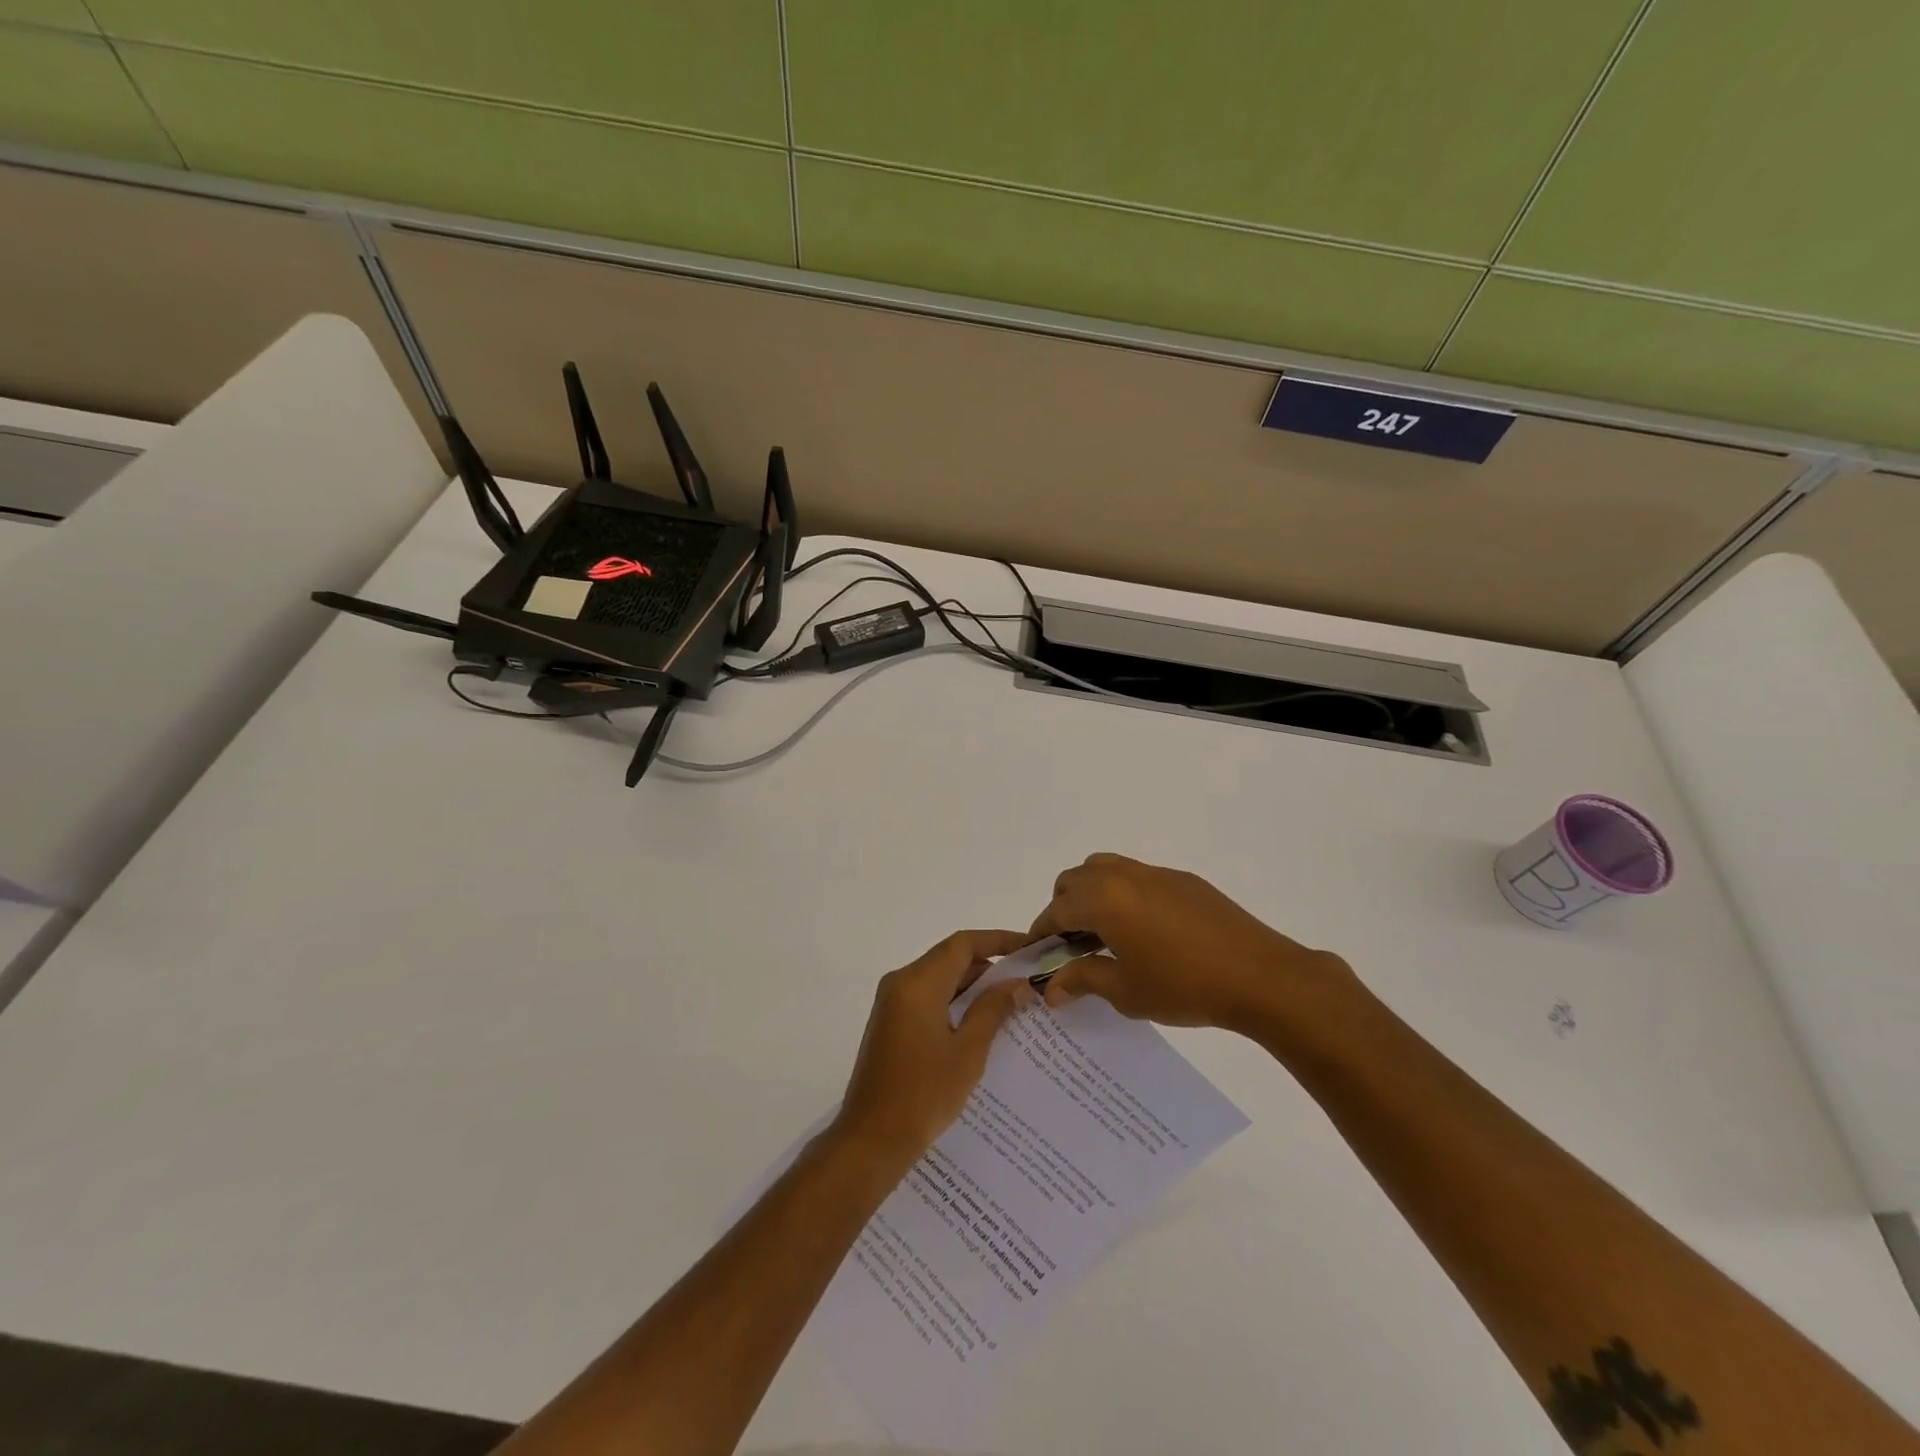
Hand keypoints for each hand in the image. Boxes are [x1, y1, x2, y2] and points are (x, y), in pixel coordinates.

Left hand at [832, 930, 1037, 1164]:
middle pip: (949, 959)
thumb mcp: (968, 1052)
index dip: (998, 940)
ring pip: (939, 978)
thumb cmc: (923, 1095)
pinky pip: (927, 997)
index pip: (962, 944)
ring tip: (1011, 1000)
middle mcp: (900, 983)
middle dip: (988, 965)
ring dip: (972, 985)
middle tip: (1026, 979)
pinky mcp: (890, 1022)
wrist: (871, 1140)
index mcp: (918, 983)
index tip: (1028, 948)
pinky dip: (954, 1001)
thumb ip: (992, 1010)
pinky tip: (981, 1022)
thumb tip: (1018, 984)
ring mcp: (892, 1003)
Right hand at [1031, 853, 1361, 1036]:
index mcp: (1104, 900)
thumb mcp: (1125, 991)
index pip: (1056, 909)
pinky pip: (1137, 876)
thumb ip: (1082, 980)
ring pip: (1105, 868)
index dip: (1041, 932)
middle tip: (1070, 945)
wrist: (1260, 976)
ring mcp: (1155, 873)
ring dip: (1091, 893)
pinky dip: (1122, 893)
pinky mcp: (1182, 879)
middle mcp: (1123, 876)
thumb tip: (1051, 987)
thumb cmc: (1184, 986)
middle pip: (1075, 880)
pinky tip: (1142, 930)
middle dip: (1063, 908)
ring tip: (1103, 933)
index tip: (1037, 955)